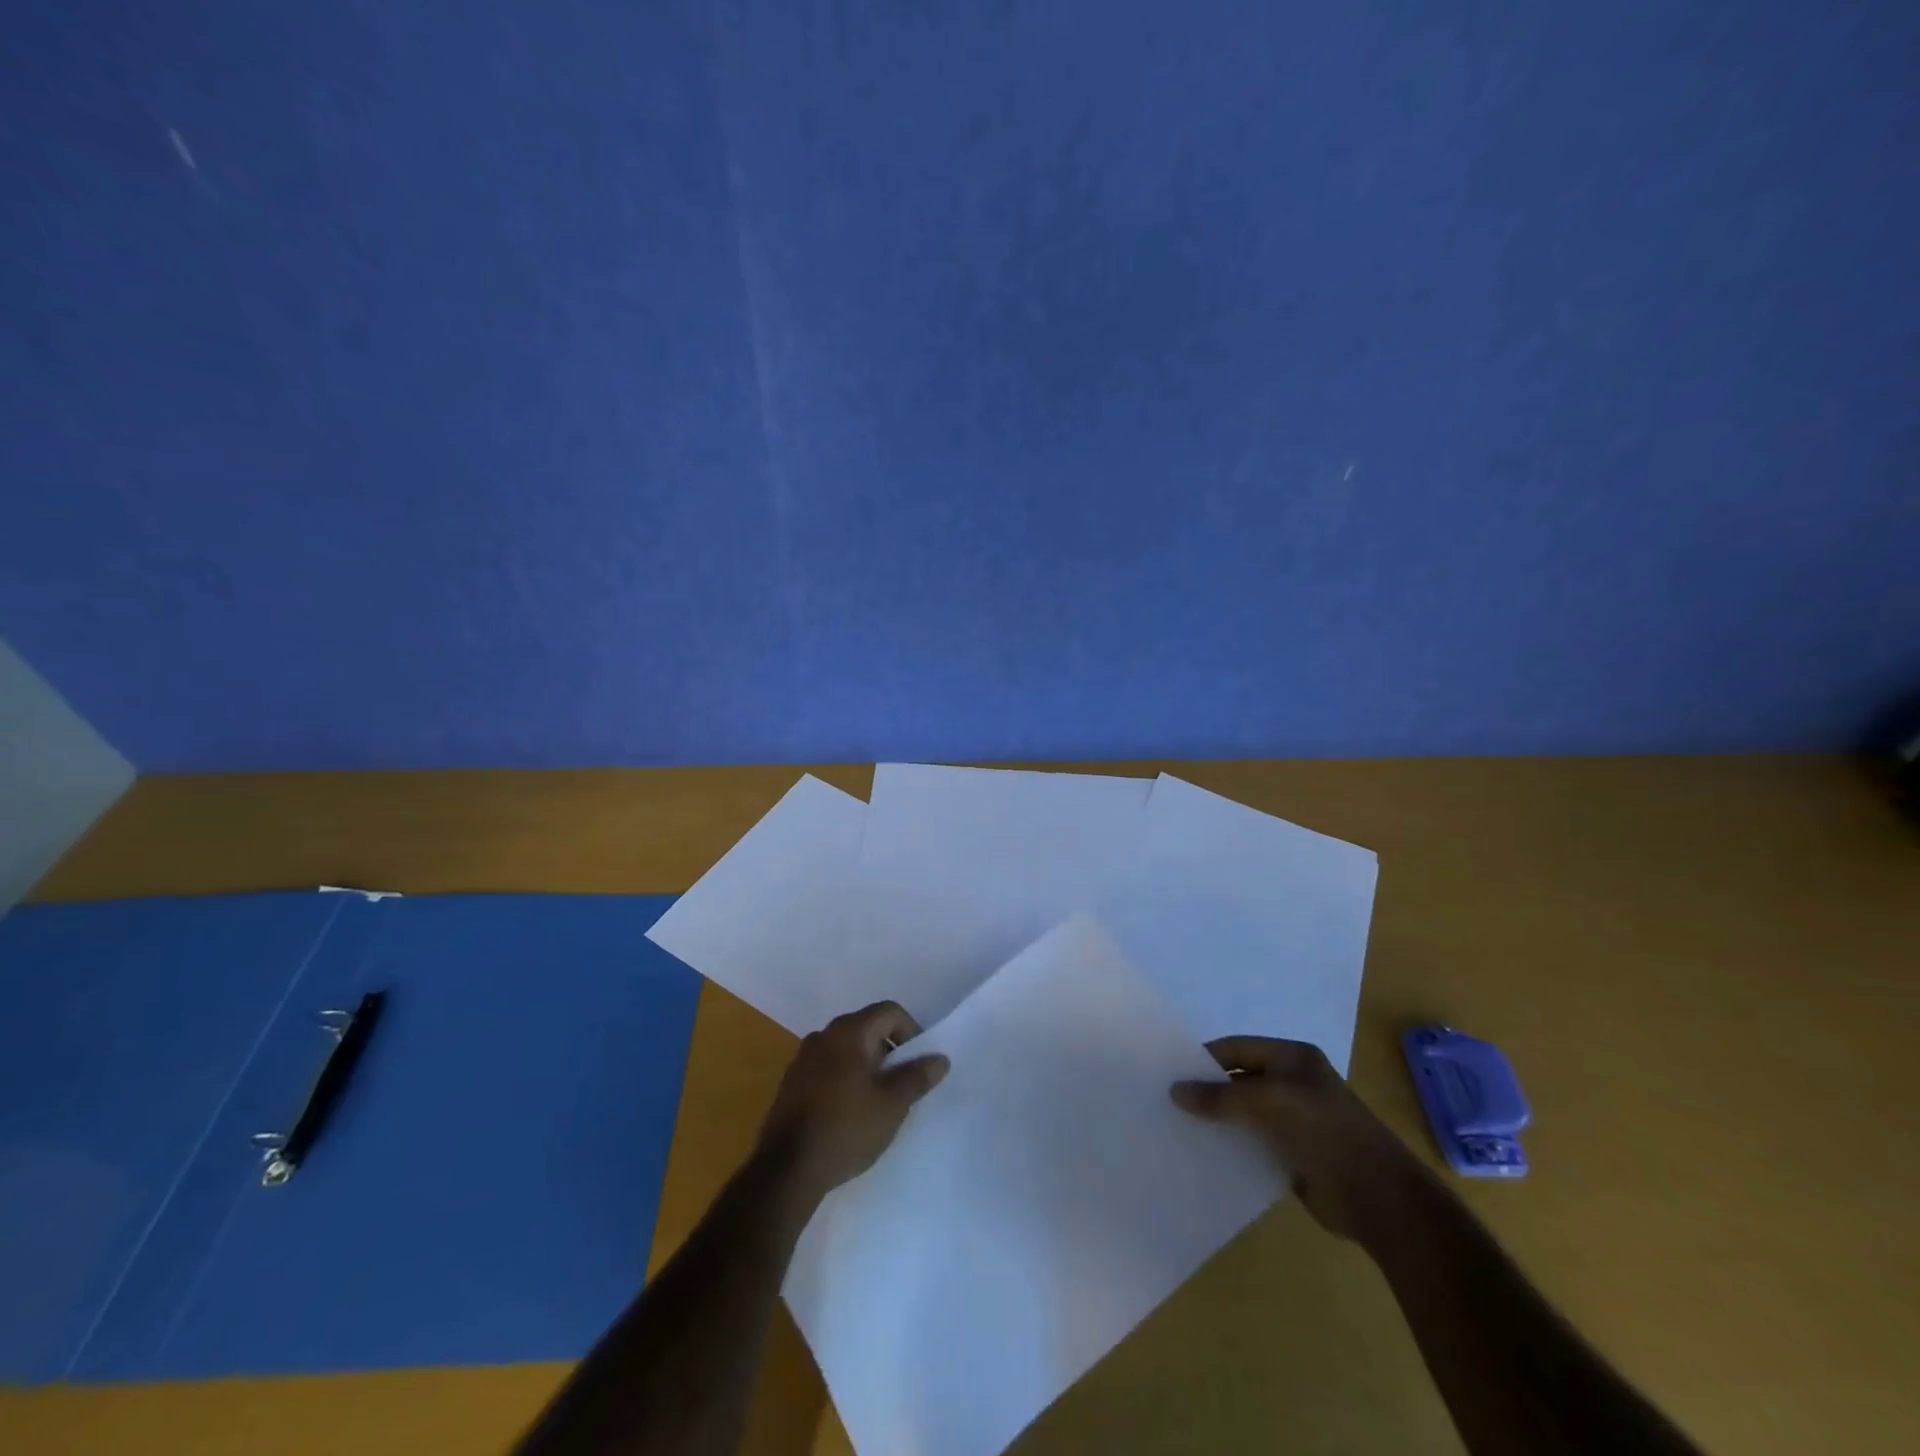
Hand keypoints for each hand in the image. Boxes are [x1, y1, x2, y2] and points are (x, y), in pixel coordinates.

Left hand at [755, 1001, 949, 1202]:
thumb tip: (940, 1058)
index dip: (911, 1031)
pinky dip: (845, 1077)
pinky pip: (828, 1066)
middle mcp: (824, 1035)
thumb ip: (917, 1077)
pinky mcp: (792, 1082)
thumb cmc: (847, 1128)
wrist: (787, 1169)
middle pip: (867, 1027)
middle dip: (889, 1050)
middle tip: (901, 1084)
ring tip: (877, 1100)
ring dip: (867, 1065)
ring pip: (846, 1048)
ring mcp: (803, 1057)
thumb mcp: (892, 1105)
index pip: (889, 1011)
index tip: (918, 1064)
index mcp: (849, 1031)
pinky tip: (849, 1111)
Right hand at [1172, 1036, 1430, 1245]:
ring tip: (1178, 1128)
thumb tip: (1176, 1091)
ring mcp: (1295, 1120)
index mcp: (1292, 1057)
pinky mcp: (1294, 1154)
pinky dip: (1232, 1146)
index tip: (1170, 1073)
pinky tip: (1206, 1154)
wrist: (1378, 1197)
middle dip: (1207, 1090)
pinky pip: (1254, 1143)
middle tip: (1168, 1102)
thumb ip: (1220, 1096)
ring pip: (1244, 1113)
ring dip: (1218, 1121)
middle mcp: (1293, 1083)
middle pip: (1238, 1080)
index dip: (1204, 1058)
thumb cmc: (1323, 1131)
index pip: (1236, 1048)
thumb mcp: (1268, 1102)